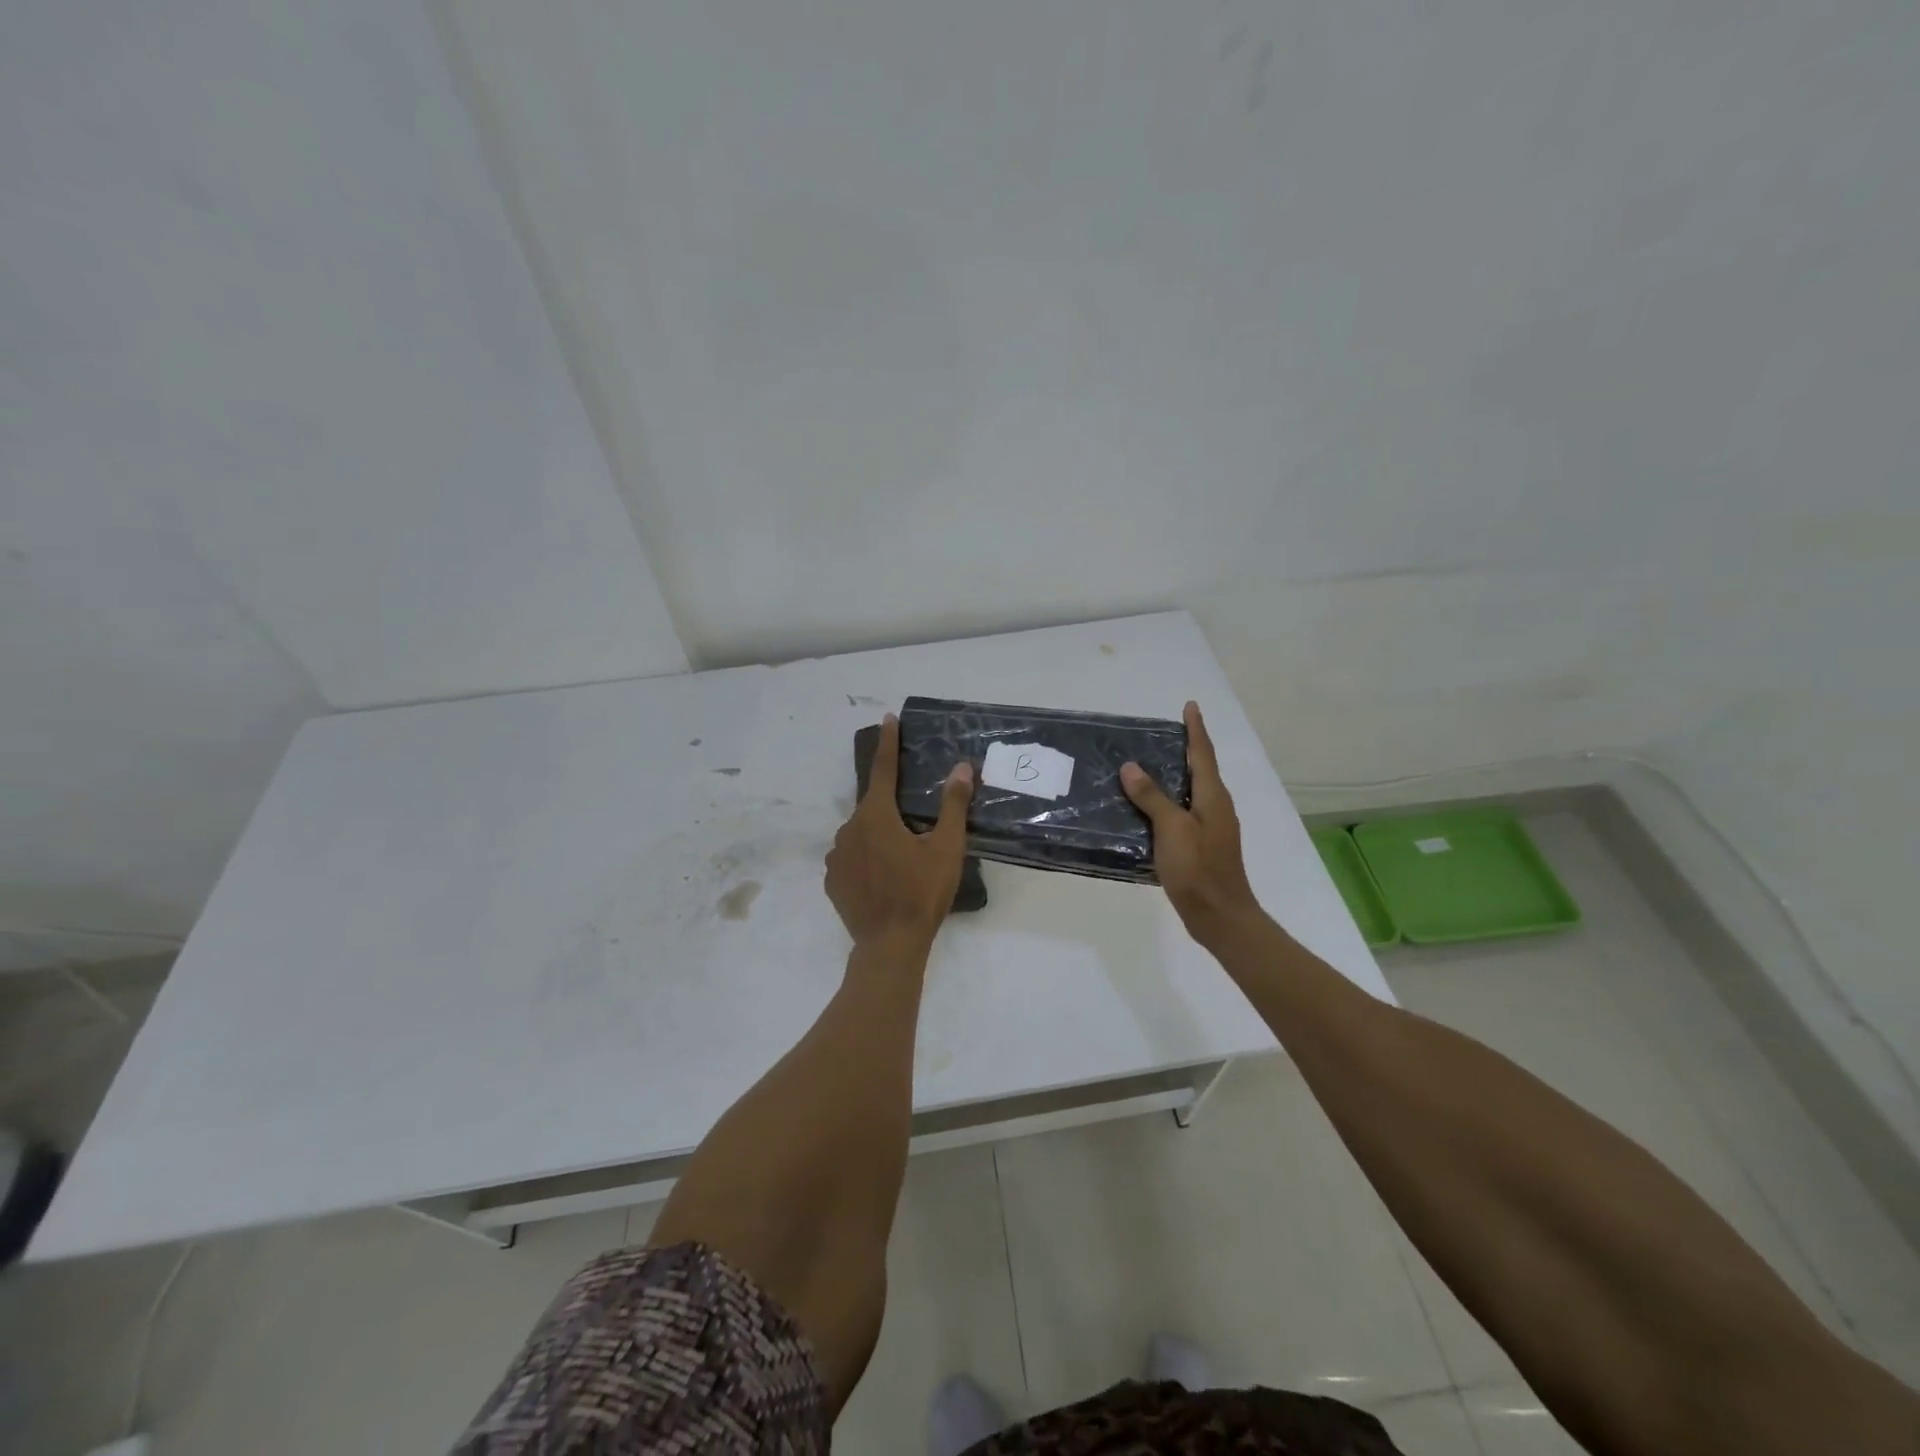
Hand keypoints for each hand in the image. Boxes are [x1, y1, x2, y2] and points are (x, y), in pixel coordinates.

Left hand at [825, 714, 974, 948]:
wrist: (890, 945)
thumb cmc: (922, 892)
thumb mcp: (947, 848)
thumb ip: (953, 805)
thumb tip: (961, 768)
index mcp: (876, 815)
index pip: (883, 769)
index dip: (888, 742)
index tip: (888, 718)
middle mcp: (849, 828)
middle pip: (874, 807)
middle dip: (892, 811)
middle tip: (915, 832)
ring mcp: (836, 856)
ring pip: (861, 834)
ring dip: (878, 838)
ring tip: (901, 863)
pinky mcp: (832, 880)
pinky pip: (850, 858)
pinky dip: (865, 859)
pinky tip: (882, 878)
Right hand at [1121, 701, 1262, 948]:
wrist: (1220, 917)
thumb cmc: (1198, 869)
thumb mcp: (1172, 829)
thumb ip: (1152, 797)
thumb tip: (1131, 767)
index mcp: (1213, 797)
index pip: (1203, 754)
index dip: (1195, 729)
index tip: (1189, 706)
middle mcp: (1216, 807)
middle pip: (1200, 770)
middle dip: (1184, 749)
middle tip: (1159, 733)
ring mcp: (1211, 828)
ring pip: (1190, 792)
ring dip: (1173, 776)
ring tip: (1146, 766)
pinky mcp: (1201, 846)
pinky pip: (1182, 813)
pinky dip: (1166, 802)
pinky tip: (1145, 809)